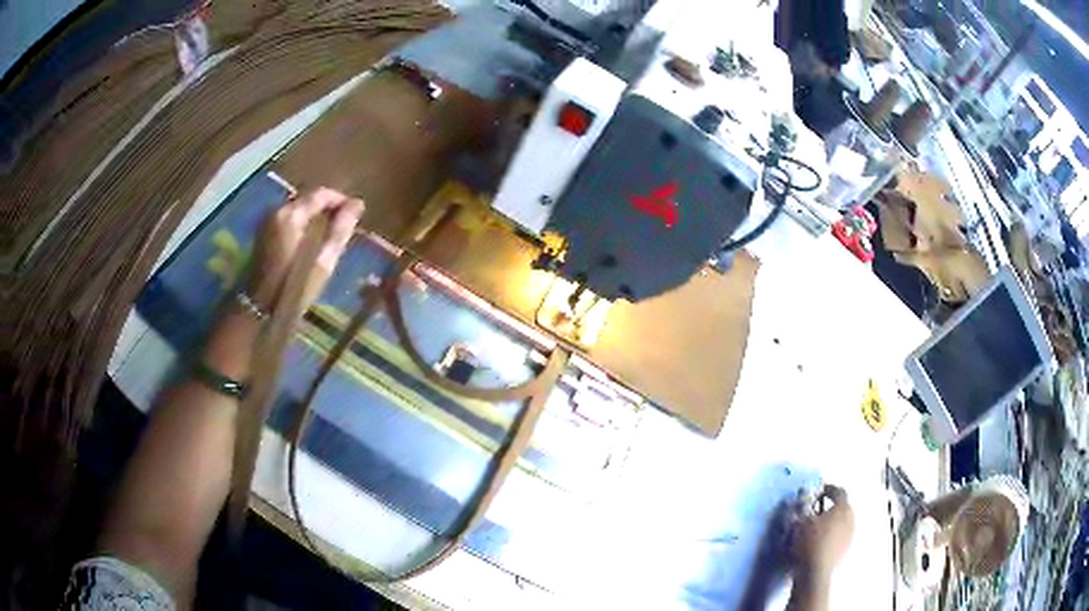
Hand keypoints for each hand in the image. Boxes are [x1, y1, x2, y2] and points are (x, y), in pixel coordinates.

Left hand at [247, 188, 364, 311]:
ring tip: (331, 233)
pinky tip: (312, 241)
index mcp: (292, 215)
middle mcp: (277, 211)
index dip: (341, 200)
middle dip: (328, 207)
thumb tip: (357, 204)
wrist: (260, 311)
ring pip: (298, 209)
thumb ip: (340, 230)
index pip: (321, 193)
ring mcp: (268, 222)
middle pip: (308, 199)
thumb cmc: (294, 288)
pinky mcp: (264, 235)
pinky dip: (303, 224)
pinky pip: (289, 220)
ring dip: (316, 216)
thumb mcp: (323, 261)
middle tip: (345, 224)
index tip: (356, 214)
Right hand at [787, 484, 854, 584]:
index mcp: (842, 507)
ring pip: (841, 521)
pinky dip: (832, 532)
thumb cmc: (809, 542)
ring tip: (815, 527)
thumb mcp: (800, 522)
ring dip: (831, 520)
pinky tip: (819, 540)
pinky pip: (840, 533)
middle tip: (814, 510)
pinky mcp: (846, 547)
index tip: (815, 493)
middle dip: (829, 506)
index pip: (838, 491)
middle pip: (841, 506)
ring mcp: (850, 533)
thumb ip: (801, 507)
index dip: (827, 489)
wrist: (815, 572)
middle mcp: (851, 517)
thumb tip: (801, 495)